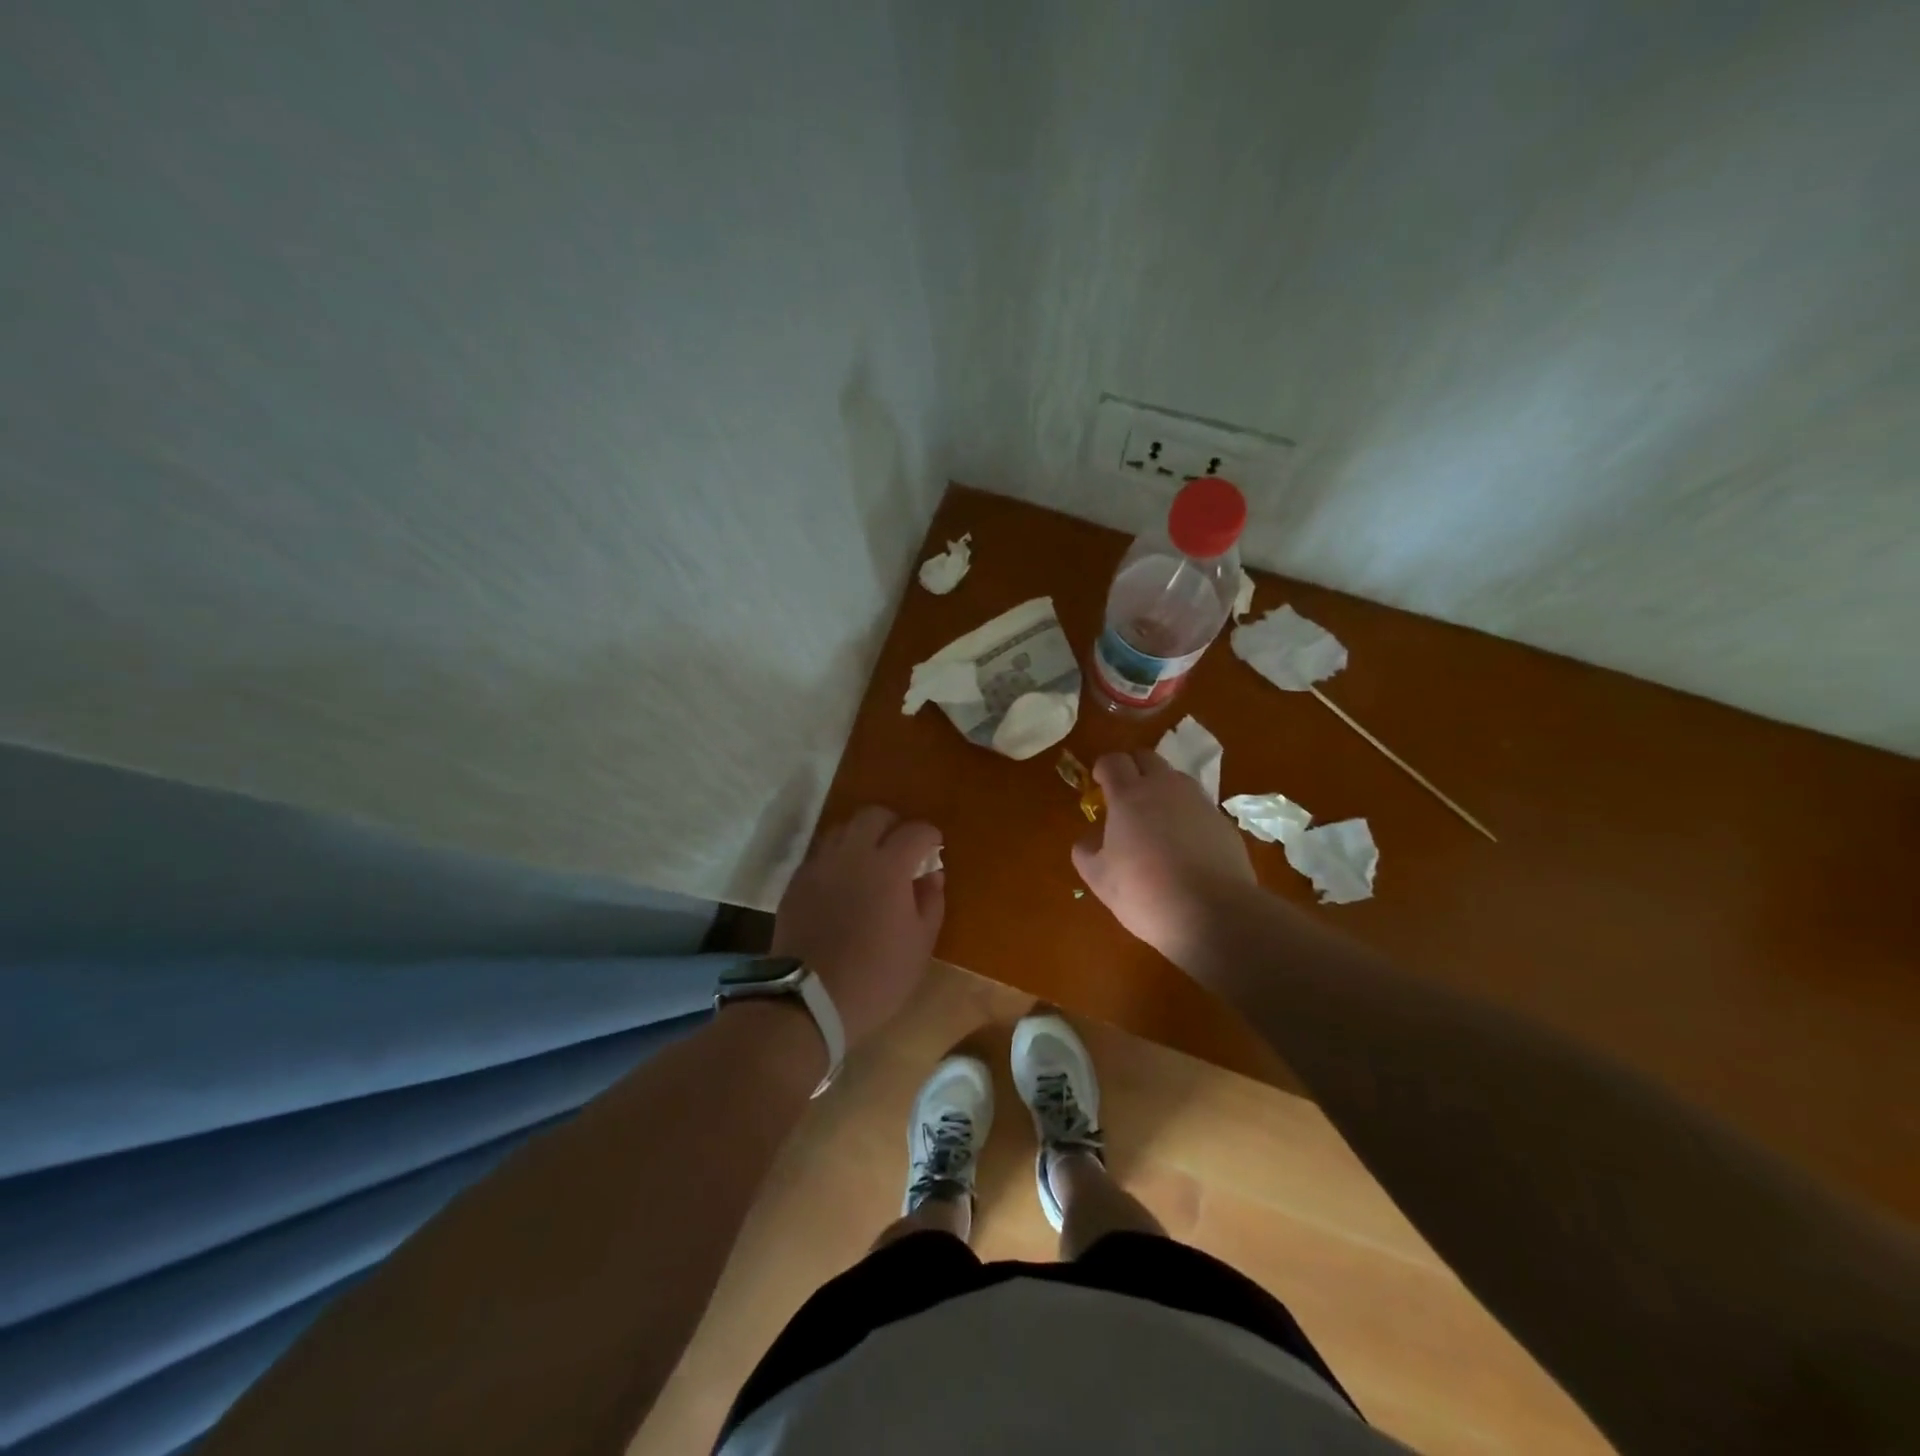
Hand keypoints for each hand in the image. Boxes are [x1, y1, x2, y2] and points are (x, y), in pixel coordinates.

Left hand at [772, 805, 944, 1048]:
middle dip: (893, 824)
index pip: (914, 831)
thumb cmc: (876, 975)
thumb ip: (931, 900)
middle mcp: (852, 854)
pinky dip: (837, 856)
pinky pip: (820, 853)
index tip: (935, 847)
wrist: (809, 998)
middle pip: (873, 815)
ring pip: (842, 828)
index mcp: (888, 866)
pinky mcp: (797, 881)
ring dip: (861, 836)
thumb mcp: (920, 944)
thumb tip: (931, 874)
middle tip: (902, 847)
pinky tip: (843, 880)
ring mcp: (820, 864)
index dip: (929, 835)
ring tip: (870, 860)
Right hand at [1072, 751, 1256, 965]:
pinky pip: (1197, 807)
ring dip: (1161, 789)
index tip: (1099, 784)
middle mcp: (1166, 787)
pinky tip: (1184, 847)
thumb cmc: (1145, 892)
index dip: (1103, 768)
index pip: (1113, 761)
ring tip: (1156, 822)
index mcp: (1129, 795)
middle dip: (1132, 769)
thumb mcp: (1099, 878)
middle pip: (1147, 758)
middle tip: (1124, 796)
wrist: (1214, 913)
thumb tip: (1090, 838)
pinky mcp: (1223, 822)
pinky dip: (1185, 816)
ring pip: (1176, 780)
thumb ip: (1086, 851)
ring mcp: (1199, 802)